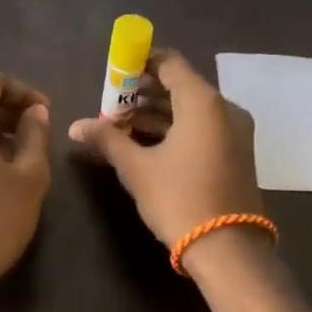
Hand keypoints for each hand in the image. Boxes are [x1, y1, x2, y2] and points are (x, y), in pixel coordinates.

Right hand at [68, 51, 261, 247]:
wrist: (227, 250)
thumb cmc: (179, 199)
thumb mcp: (136, 168)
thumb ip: (107, 139)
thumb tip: (76, 126)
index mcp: (203, 102)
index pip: (170, 62)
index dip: (140, 62)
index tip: (114, 72)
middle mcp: (224, 109)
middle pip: (180, 85)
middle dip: (143, 91)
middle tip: (111, 103)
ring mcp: (234, 132)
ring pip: (190, 109)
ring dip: (157, 112)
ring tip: (120, 124)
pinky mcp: (235, 153)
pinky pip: (201, 127)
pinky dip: (175, 128)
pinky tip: (145, 142)